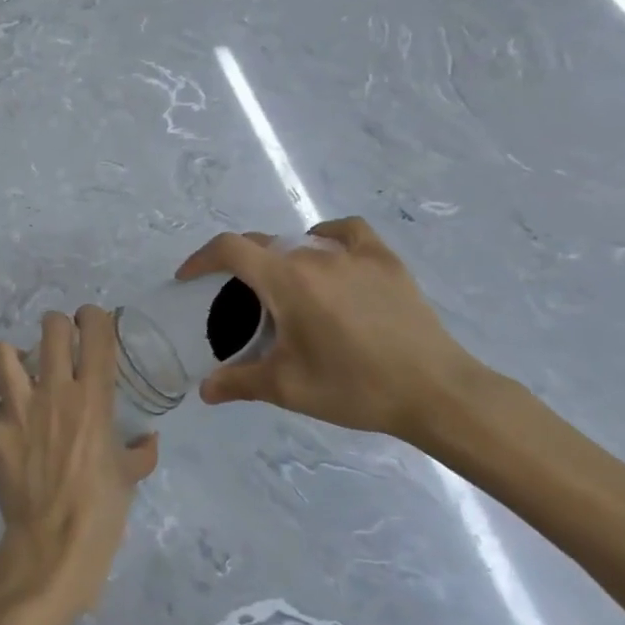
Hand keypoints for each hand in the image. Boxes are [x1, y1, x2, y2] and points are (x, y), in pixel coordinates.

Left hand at [0, 307, 158, 614]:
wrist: (52, 546)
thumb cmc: (101, 511)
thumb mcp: (128, 478)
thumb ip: (139, 452)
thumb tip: (148, 441)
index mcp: (94, 398)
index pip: (95, 331)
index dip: (93, 317)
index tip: (91, 323)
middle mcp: (55, 391)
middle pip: (51, 326)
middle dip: (56, 328)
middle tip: (59, 346)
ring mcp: (17, 408)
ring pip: (1, 351)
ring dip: (11, 357)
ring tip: (18, 373)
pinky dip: (0, 416)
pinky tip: (8, 435)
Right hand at [175, 218, 490, 442]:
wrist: (436, 392)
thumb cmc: (353, 387)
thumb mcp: (287, 388)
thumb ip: (238, 382)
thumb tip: (204, 390)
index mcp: (285, 280)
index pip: (230, 249)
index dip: (201, 258)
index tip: (189, 277)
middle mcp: (314, 256)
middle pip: (262, 244)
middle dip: (239, 264)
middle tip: (235, 298)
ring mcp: (353, 254)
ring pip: (300, 241)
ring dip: (279, 258)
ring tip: (284, 289)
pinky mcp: (385, 260)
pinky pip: (345, 232)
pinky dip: (326, 237)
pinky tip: (328, 257)